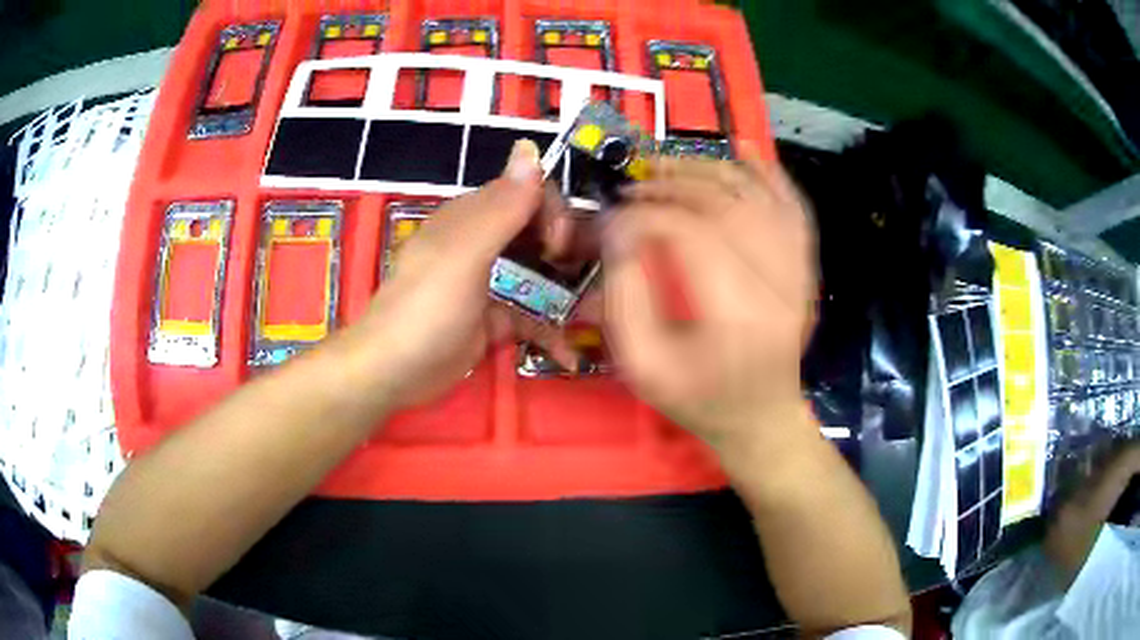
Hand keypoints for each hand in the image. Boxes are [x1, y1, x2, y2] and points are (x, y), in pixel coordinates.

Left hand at [354, 140, 579, 408]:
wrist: (394, 373)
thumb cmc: (426, 309)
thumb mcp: (465, 255)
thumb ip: (502, 207)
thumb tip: (530, 147)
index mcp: (470, 217)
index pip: (524, 192)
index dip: (550, 211)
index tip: (561, 246)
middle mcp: (480, 243)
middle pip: (535, 231)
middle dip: (566, 250)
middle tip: (584, 279)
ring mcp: (486, 283)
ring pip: (536, 274)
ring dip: (565, 291)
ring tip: (593, 313)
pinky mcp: (491, 320)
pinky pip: (529, 316)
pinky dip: (548, 332)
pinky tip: (568, 354)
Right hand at [602, 146, 817, 447]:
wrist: (761, 419)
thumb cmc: (698, 399)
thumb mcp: (641, 364)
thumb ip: (624, 294)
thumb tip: (620, 228)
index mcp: (737, 315)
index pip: (690, 233)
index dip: (646, 213)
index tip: (617, 215)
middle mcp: (778, 285)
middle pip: (726, 205)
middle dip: (674, 183)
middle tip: (637, 183)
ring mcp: (800, 273)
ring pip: (758, 197)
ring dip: (712, 168)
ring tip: (671, 164)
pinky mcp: (806, 269)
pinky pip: (793, 208)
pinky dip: (770, 174)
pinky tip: (744, 151)